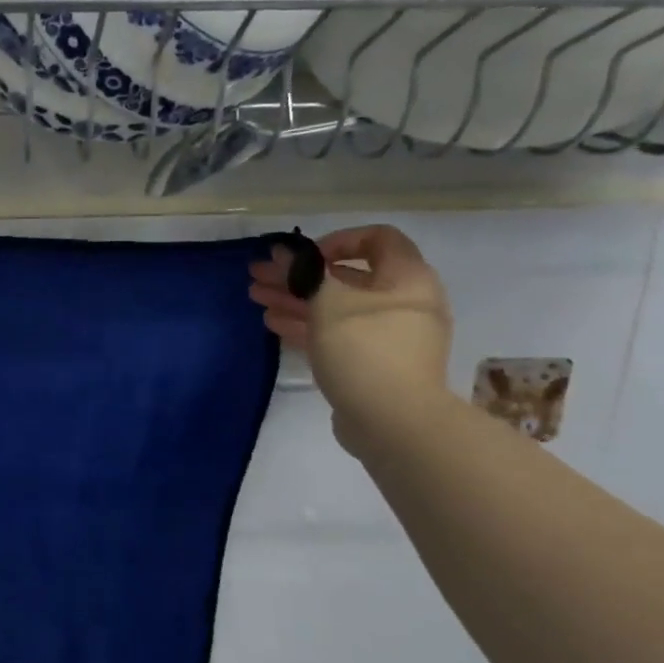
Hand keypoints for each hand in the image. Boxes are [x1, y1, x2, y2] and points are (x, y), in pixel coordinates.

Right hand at [249, 224, 452, 452]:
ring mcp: (390, 336)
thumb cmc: (365, 350)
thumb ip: (304, 273)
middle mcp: (404, 303)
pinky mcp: (375, 365)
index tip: (302, 257)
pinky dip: (308, 326)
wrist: (395, 423)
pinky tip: (274, 324)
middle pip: (346, 277)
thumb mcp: (328, 303)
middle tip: (259, 276)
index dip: (335, 240)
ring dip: (296, 300)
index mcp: (407, 278)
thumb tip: (285, 253)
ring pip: (337, 308)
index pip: (377, 239)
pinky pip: (339, 335)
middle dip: (299, 275)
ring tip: (257, 298)